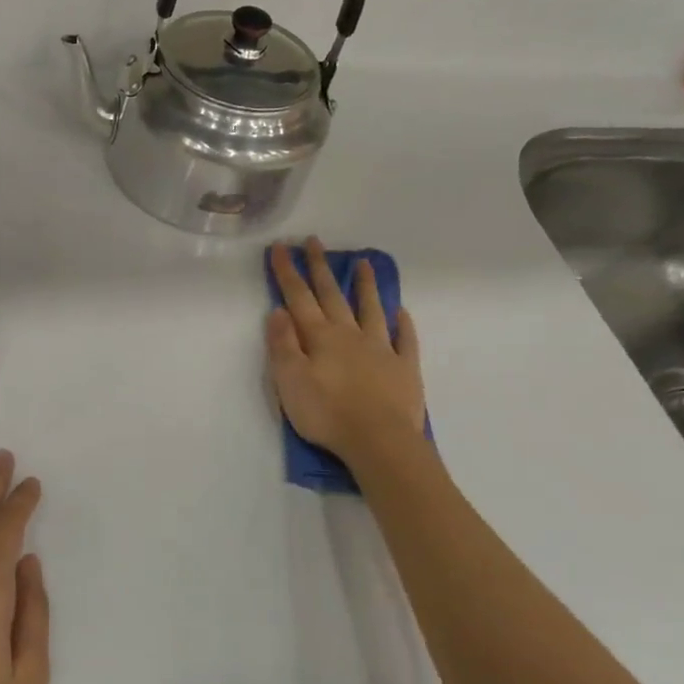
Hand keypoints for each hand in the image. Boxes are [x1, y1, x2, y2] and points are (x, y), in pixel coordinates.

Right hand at [267, 238, 427, 466]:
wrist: (379, 441)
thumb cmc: (327, 413)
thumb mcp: (290, 381)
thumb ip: (283, 344)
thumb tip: (278, 310)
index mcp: (320, 338)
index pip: (299, 298)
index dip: (288, 272)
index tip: (281, 247)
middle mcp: (350, 335)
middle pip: (332, 296)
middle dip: (320, 268)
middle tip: (315, 242)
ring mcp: (381, 349)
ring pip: (371, 309)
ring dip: (365, 285)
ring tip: (364, 263)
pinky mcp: (404, 369)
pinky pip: (404, 339)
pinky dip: (402, 324)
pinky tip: (401, 312)